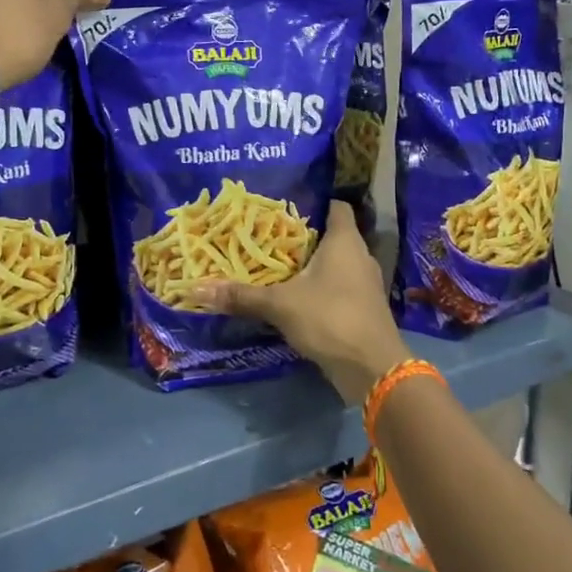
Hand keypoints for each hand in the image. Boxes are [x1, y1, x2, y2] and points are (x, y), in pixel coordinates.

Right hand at [192, 203, 409, 404]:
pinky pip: (341, 288)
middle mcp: (360, 256)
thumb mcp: (280, 305)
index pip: (336, 206)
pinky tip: (297, 298)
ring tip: (279, 267)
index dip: (315, 202)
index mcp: (345, 241)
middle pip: (334, 236)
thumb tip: (198, 288)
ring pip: (337, 264)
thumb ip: (242, 296)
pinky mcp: (365, 309)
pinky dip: (322, 289)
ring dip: (313, 266)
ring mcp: (366, 284)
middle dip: (305, 237)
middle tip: (271, 238)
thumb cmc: (330, 318)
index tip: (286, 206)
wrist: (373, 369)